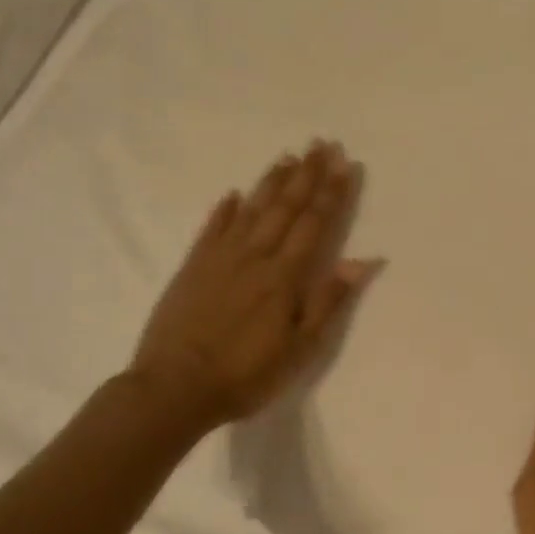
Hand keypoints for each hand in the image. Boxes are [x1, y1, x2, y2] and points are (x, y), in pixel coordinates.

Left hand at [128, 140, 382, 435]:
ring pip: (251, 210)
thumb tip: (361, 260)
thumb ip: (329, 300)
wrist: (173, 389)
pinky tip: (234, 193)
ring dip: (271, 182)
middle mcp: (254, 256)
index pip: (314, 223)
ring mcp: (219, 259)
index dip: (332, 193)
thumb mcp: (300, 348)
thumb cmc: (245, 374)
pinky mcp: (192, 268)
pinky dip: (224, 209)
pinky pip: (212, 229)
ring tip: (288, 156)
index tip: (345, 164)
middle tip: (321, 144)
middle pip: (285, 207)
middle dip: (307, 175)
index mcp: (284, 276)